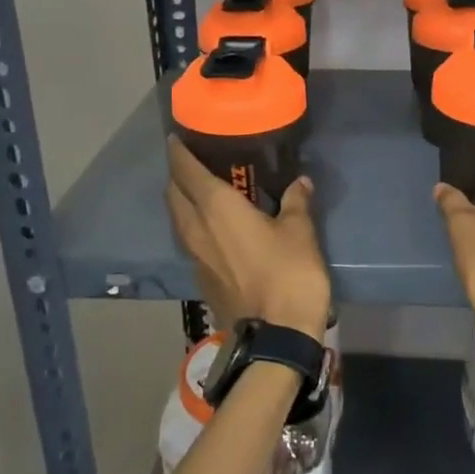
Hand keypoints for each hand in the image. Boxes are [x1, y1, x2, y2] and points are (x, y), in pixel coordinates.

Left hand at [166, 138, 330, 340]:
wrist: (276, 335)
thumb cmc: (288, 273)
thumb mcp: (299, 231)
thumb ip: (295, 201)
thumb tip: (300, 182)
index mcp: (216, 208)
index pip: (186, 171)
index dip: (178, 152)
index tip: (177, 137)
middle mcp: (196, 228)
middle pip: (174, 194)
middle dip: (178, 175)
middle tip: (195, 162)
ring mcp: (194, 257)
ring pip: (178, 219)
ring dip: (183, 201)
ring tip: (203, 191)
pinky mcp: (200, 278)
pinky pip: (189, 240)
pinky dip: (194, 225)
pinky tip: (214, 227)